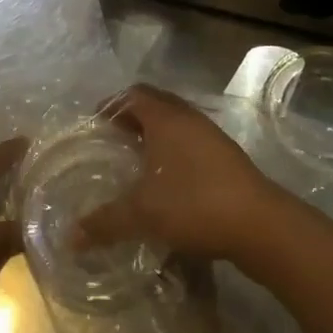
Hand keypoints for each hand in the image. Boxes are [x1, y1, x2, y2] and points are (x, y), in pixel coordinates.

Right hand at [75, 84, 285, 261]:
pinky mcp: (227, 157)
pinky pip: (192, 141)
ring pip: (176, 123)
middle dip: (132, 116)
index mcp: (166, 119)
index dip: (112, 104)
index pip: (134, 95)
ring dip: (156, 134)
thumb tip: (71, 238)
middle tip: (112, 137)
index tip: (95, 121)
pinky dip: (174, 150)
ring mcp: (212, 136)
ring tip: (137, 159)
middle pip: (156, 104)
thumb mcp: (143, 214)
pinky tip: (168, 179)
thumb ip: (105, 222)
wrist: (260, 224)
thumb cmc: (195, 204)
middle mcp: (189, 118)